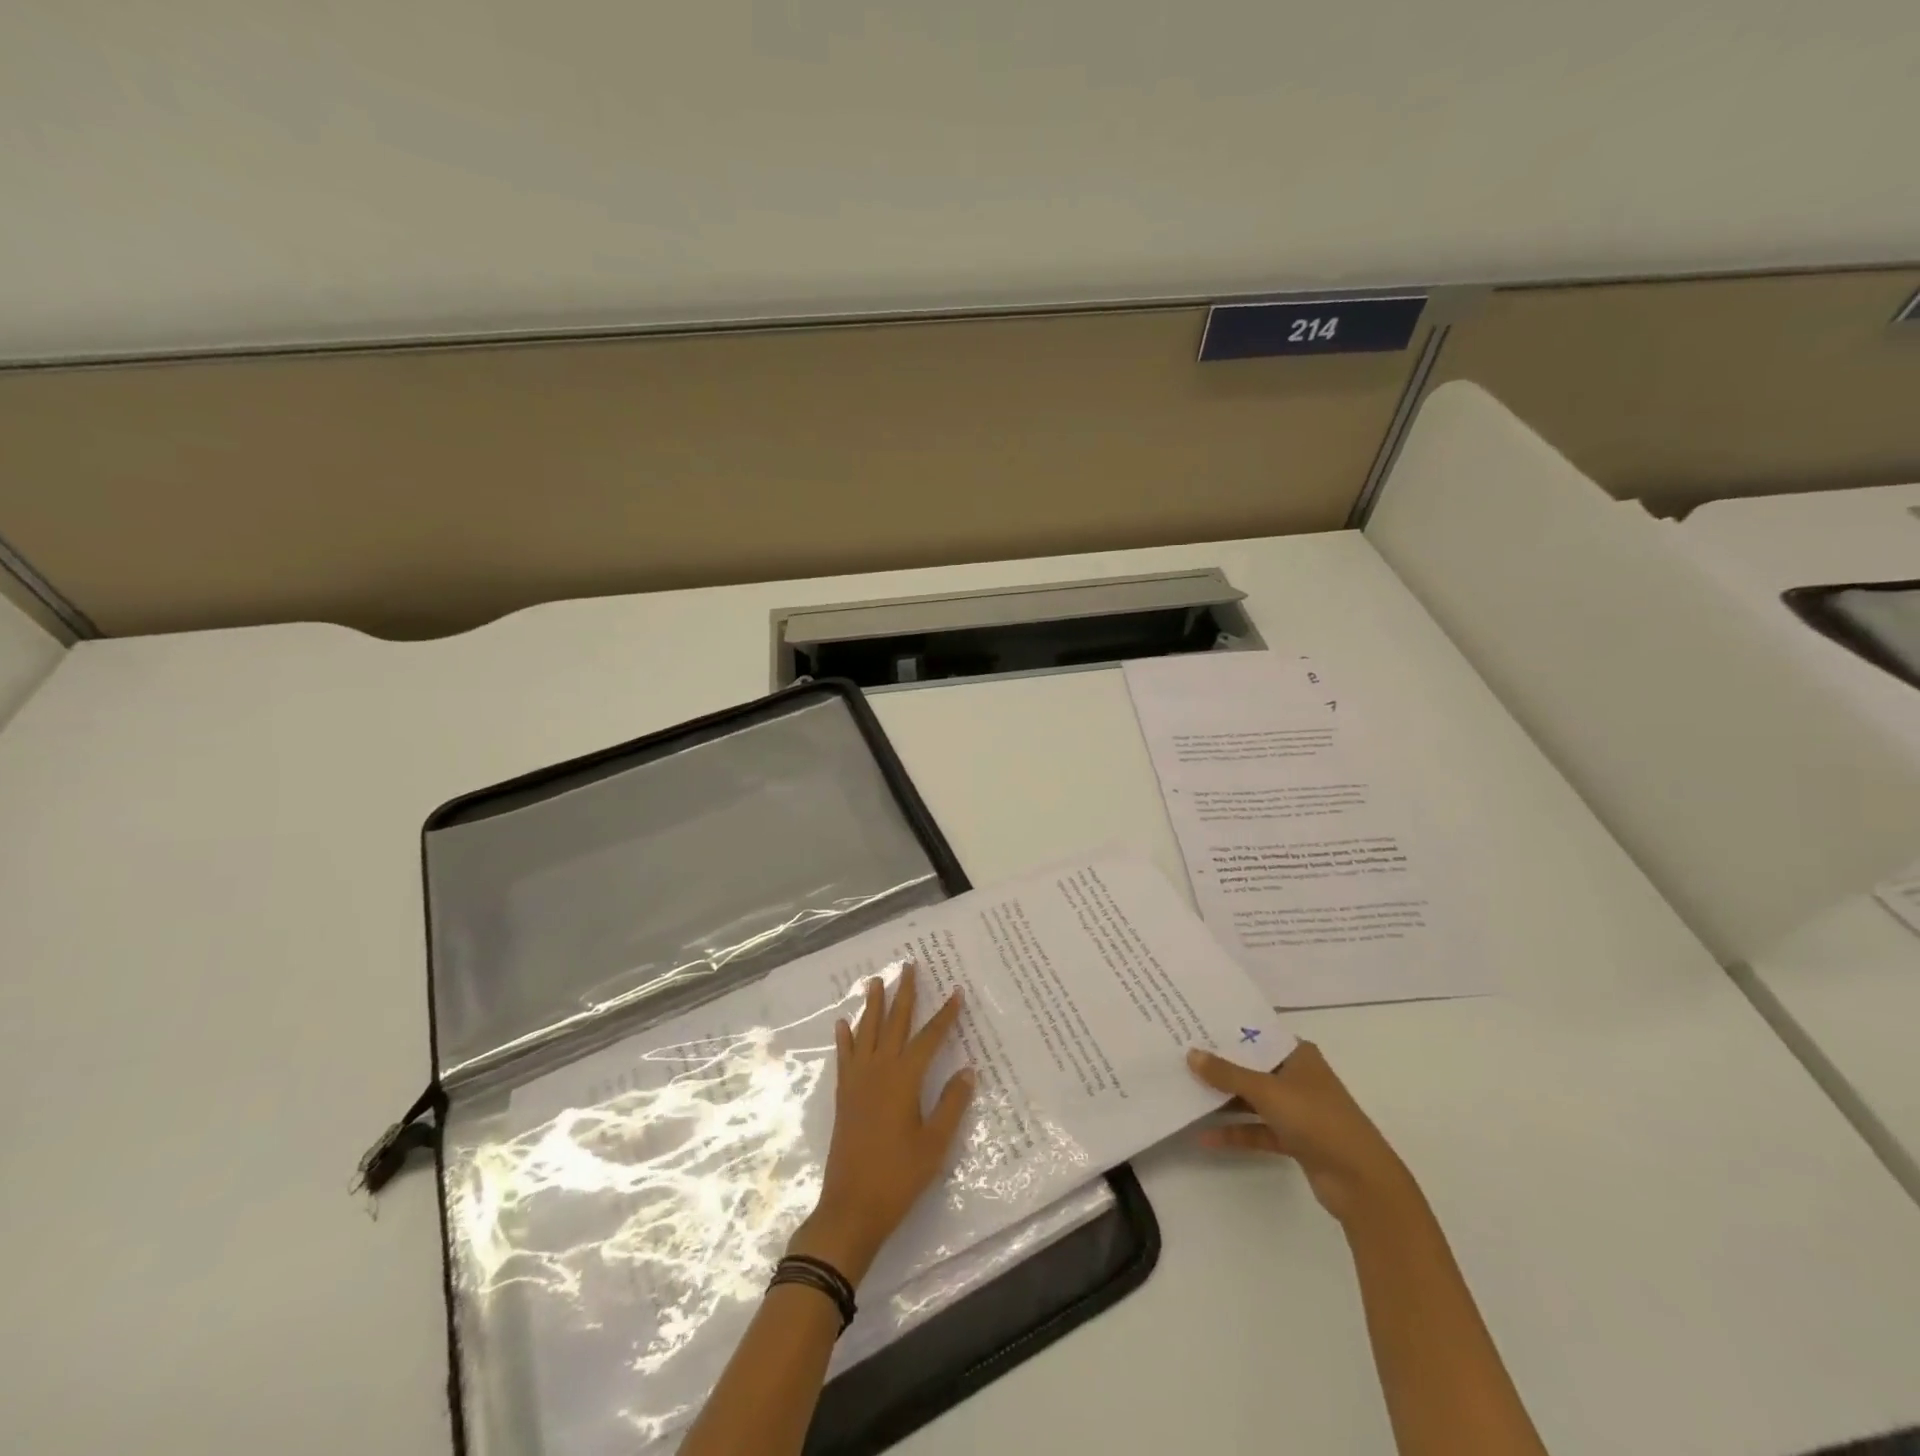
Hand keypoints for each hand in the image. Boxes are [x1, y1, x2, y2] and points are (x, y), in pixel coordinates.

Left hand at [789, 965, 974, 1285]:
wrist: (850, 1208)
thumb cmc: (898, 1177)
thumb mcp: (935, 1144)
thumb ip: (952, 1104)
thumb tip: (968, 1070)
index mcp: (905, 1078)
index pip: (930, 1037)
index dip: (945, 1015)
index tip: (956, 992)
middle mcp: (879, 1070)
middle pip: (894, 1023)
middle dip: (904, 994)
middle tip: (908, 966)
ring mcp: (857, 1081)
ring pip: (866, 1031)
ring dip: (872, 1005)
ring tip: (875, 980)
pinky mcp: (843, 1095)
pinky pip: (844, 1056)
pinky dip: (845, 1037)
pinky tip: (843, 1023)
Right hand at [1186, 1040, 1415, 1225]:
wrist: (1361, 1182)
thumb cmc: (1317, 1120)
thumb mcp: (1267, 1091)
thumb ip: (1227, 1074)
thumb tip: (1191, 1054)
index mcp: (1298, 1055)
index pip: (1256, 1035)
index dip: (1226, 1032)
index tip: (1193, 1026)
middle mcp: (1298, 1077)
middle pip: (1252, 1067)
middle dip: (1219, 1066)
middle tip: (1181, 1058)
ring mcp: (1297, 1109)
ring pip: (1253, 1099)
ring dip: (1224, 1101)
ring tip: (1186, 1093)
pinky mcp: (1295, 1139)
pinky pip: (1257, 1129)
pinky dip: (1236, 1132)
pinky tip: (1206, 1137)